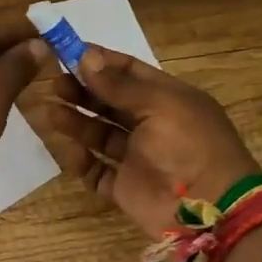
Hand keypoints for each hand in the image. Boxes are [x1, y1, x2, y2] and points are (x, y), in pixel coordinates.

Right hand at [26, 46, 258, 237]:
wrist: (211, 210)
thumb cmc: (190, 144)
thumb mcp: (159, 104)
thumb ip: (118, 85)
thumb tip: (85, 56)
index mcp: (167, 99)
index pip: (129, 72)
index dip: (100, 62)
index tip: (68, 52)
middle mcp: (151, 125)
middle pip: (109, 102)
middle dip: (82, 91)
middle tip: (55, 83)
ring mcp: (137, 157)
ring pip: (99, 134)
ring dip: (76, 121)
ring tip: (50, 111)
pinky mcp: (125, 188)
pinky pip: (96, 171)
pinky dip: (82, 161)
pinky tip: (71, 150)